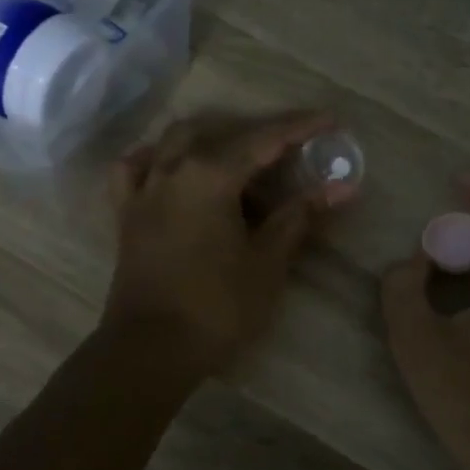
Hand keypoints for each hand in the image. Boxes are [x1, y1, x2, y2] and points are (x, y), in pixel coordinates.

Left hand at [101, 111, 337, 379]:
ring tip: (239, 156)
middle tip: (293, 148)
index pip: (264, 140)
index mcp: (210, 175)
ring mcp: (144, 189)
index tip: (330, 119)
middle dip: (260, 134)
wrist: (151, 350)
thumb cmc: (217, 306)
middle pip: (221, 134)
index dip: (300, 128)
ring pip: (177, 142)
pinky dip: (156, 159)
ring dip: (212, 138)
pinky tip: (171, 167)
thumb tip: (343, 187)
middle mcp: (173, 169)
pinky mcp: (126, 213)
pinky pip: (136, 169)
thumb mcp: (268, 261)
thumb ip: (300, 216)